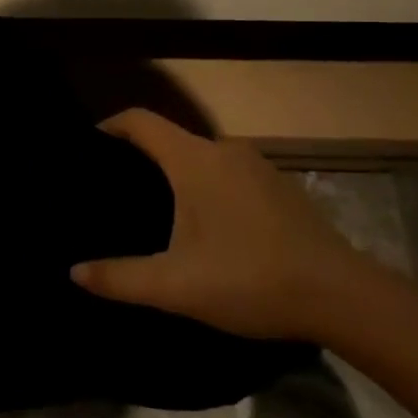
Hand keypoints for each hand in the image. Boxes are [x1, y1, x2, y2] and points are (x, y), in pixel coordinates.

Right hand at [71, 109, 376, 340]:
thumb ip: (120, 278)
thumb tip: (74, 271)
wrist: (342, 296)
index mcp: (193, 160)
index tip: (88, 147)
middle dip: (140, 157)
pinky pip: (227, 173)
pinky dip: (206, 187)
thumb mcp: (176, 286)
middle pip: (169, 139)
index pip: (140, 121)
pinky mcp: (279, 187)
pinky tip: (206, 225)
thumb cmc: (249, 279)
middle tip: (115, 190)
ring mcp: (256, 166)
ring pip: (201, 158)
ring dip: (176, 174)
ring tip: (156, 209)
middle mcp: (223, 150)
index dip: (110, 126)